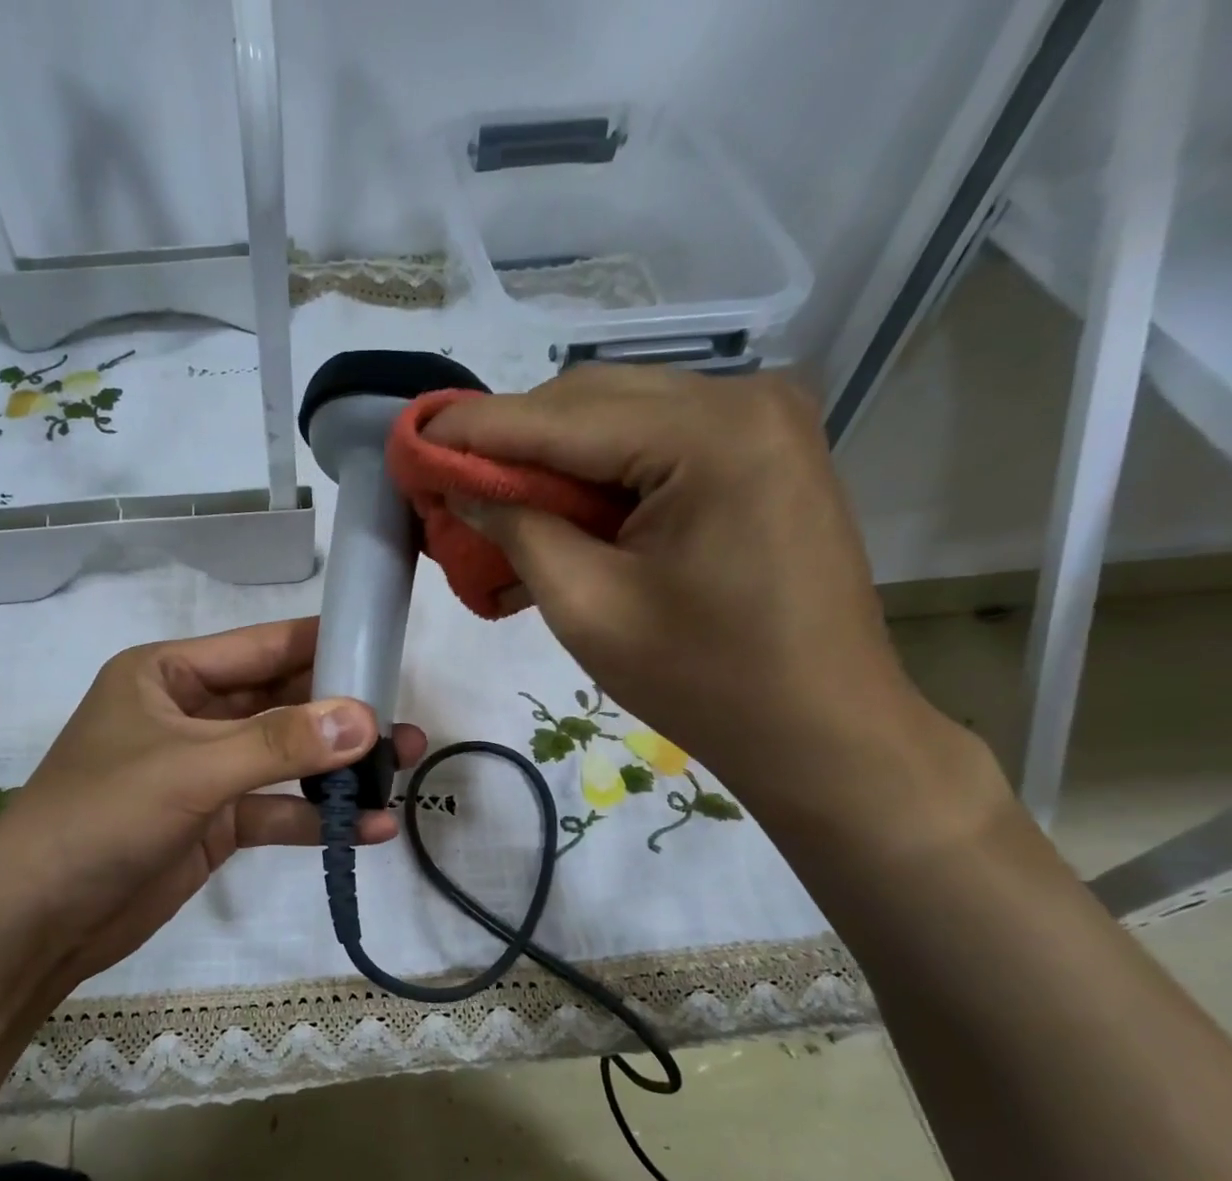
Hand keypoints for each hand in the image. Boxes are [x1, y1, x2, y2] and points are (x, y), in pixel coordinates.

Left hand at [0, 617, 424, 995]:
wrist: (38, 920)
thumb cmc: (101, 817)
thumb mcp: (191, 769)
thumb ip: (280, 743)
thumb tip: (366, 718)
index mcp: (169, 675)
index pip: (262, 647)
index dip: (325, 644)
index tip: (387, 648)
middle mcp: (190, 714)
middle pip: (281, 702)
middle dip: (342, 714)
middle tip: (405, 723)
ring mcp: (204, 771)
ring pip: (285, 759)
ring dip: (338, 767)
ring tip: (404, 768)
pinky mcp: (214, 823)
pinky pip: (275, 810)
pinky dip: (316, 818)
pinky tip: (369, 829)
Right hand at [423, 366, 930, 802]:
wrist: (821, 730)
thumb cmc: (703, 681)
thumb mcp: (588, 608)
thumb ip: (517, 529)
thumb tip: (460, 484)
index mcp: (711, 434)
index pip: (560, 417)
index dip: (474, 429)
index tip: (410, 439)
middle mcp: (745, 400)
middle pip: (591, 403)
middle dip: (512, 443)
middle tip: (449, 485)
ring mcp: (762, 423)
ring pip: (620, 420)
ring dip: (552, 461)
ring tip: (496, 508)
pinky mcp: (762, 456)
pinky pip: (656, 447)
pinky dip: (599, 478)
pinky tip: (557, 516)